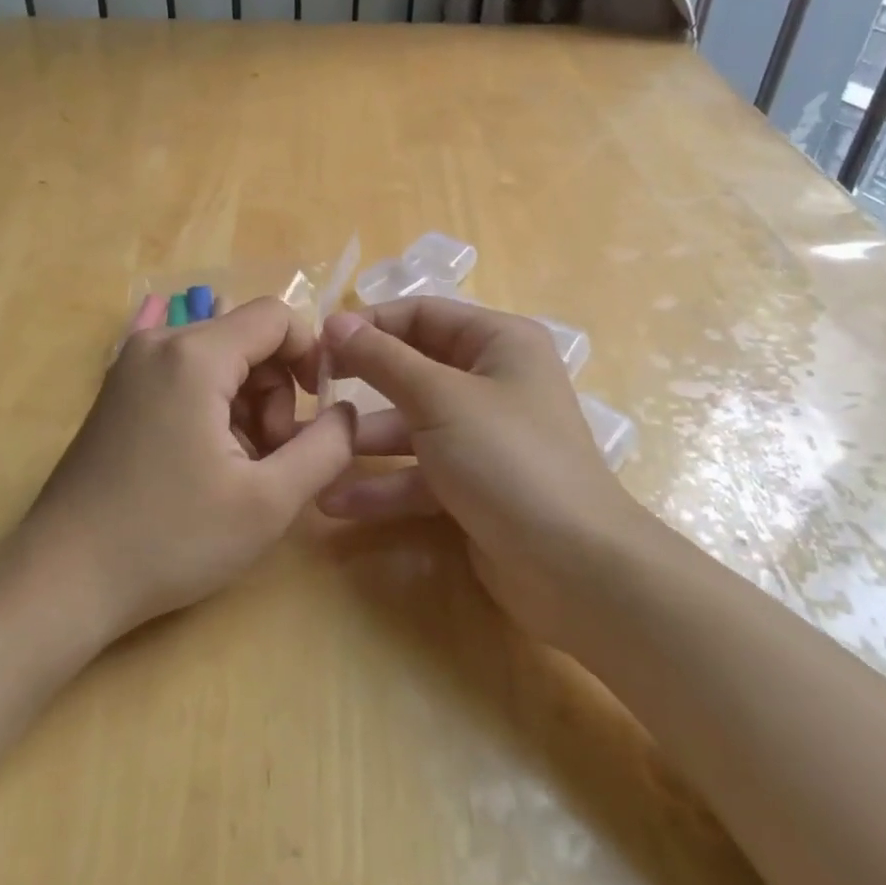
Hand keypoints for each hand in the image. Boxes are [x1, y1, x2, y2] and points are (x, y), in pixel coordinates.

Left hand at [18, 297, 356, 643]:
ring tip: (237, 471)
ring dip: (246, 406)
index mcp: (194, 355)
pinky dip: (212, 410)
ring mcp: (131, 366)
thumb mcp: (268, 502)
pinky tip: (205, 464)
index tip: (317, 410)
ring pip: (219, 361)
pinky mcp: (119, 391)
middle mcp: (159, 343)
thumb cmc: (170, 538)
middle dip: (275, 393)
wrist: (62, 578)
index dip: (310, 355)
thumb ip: (326, 448)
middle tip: (269, 458)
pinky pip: (186, 378)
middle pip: (247, 340)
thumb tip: (345, 412)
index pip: (275, 317)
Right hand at [315, 300, 642, 654]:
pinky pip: (420, 472)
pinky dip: (384, 485)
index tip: (319, 343)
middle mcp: (492, 381)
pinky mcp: (473, 484)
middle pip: (413, 369)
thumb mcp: (439, 398)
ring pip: (412, 424)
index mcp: (498, 342)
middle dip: (362, 383)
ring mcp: (483, 436)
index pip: (421, 315)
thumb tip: (336, 322)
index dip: (370, 324)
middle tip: (310, 393)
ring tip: (313, 451)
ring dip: (365, 440)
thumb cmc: (507, 458)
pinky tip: (336, 501)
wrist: (575, 569)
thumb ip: (383, 359)